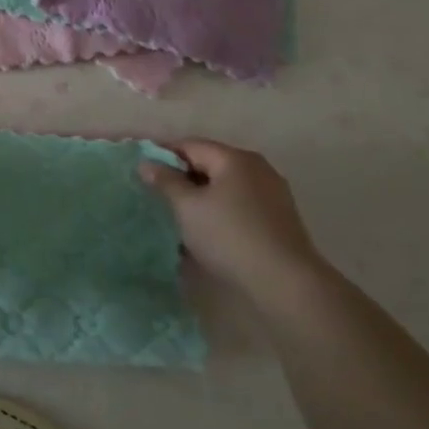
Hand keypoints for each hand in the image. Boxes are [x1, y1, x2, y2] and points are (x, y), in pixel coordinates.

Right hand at [140, 139, 319, 300]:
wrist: (286, 283)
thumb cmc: (229, 236)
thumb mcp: (187, 207)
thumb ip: (166, 181)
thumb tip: (147, 163)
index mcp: (234, 158)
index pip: (189, 145)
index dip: (162, 155)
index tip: (142, 172)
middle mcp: (257, 168)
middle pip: (210, 163)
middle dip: (182, 177)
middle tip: (158, 196)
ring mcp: (272, 193)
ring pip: (226, 186)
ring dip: (201, 196)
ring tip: (180, 216)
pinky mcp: (280, 218)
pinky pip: (240, 204)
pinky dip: (220, 210)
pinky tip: (208, 231)